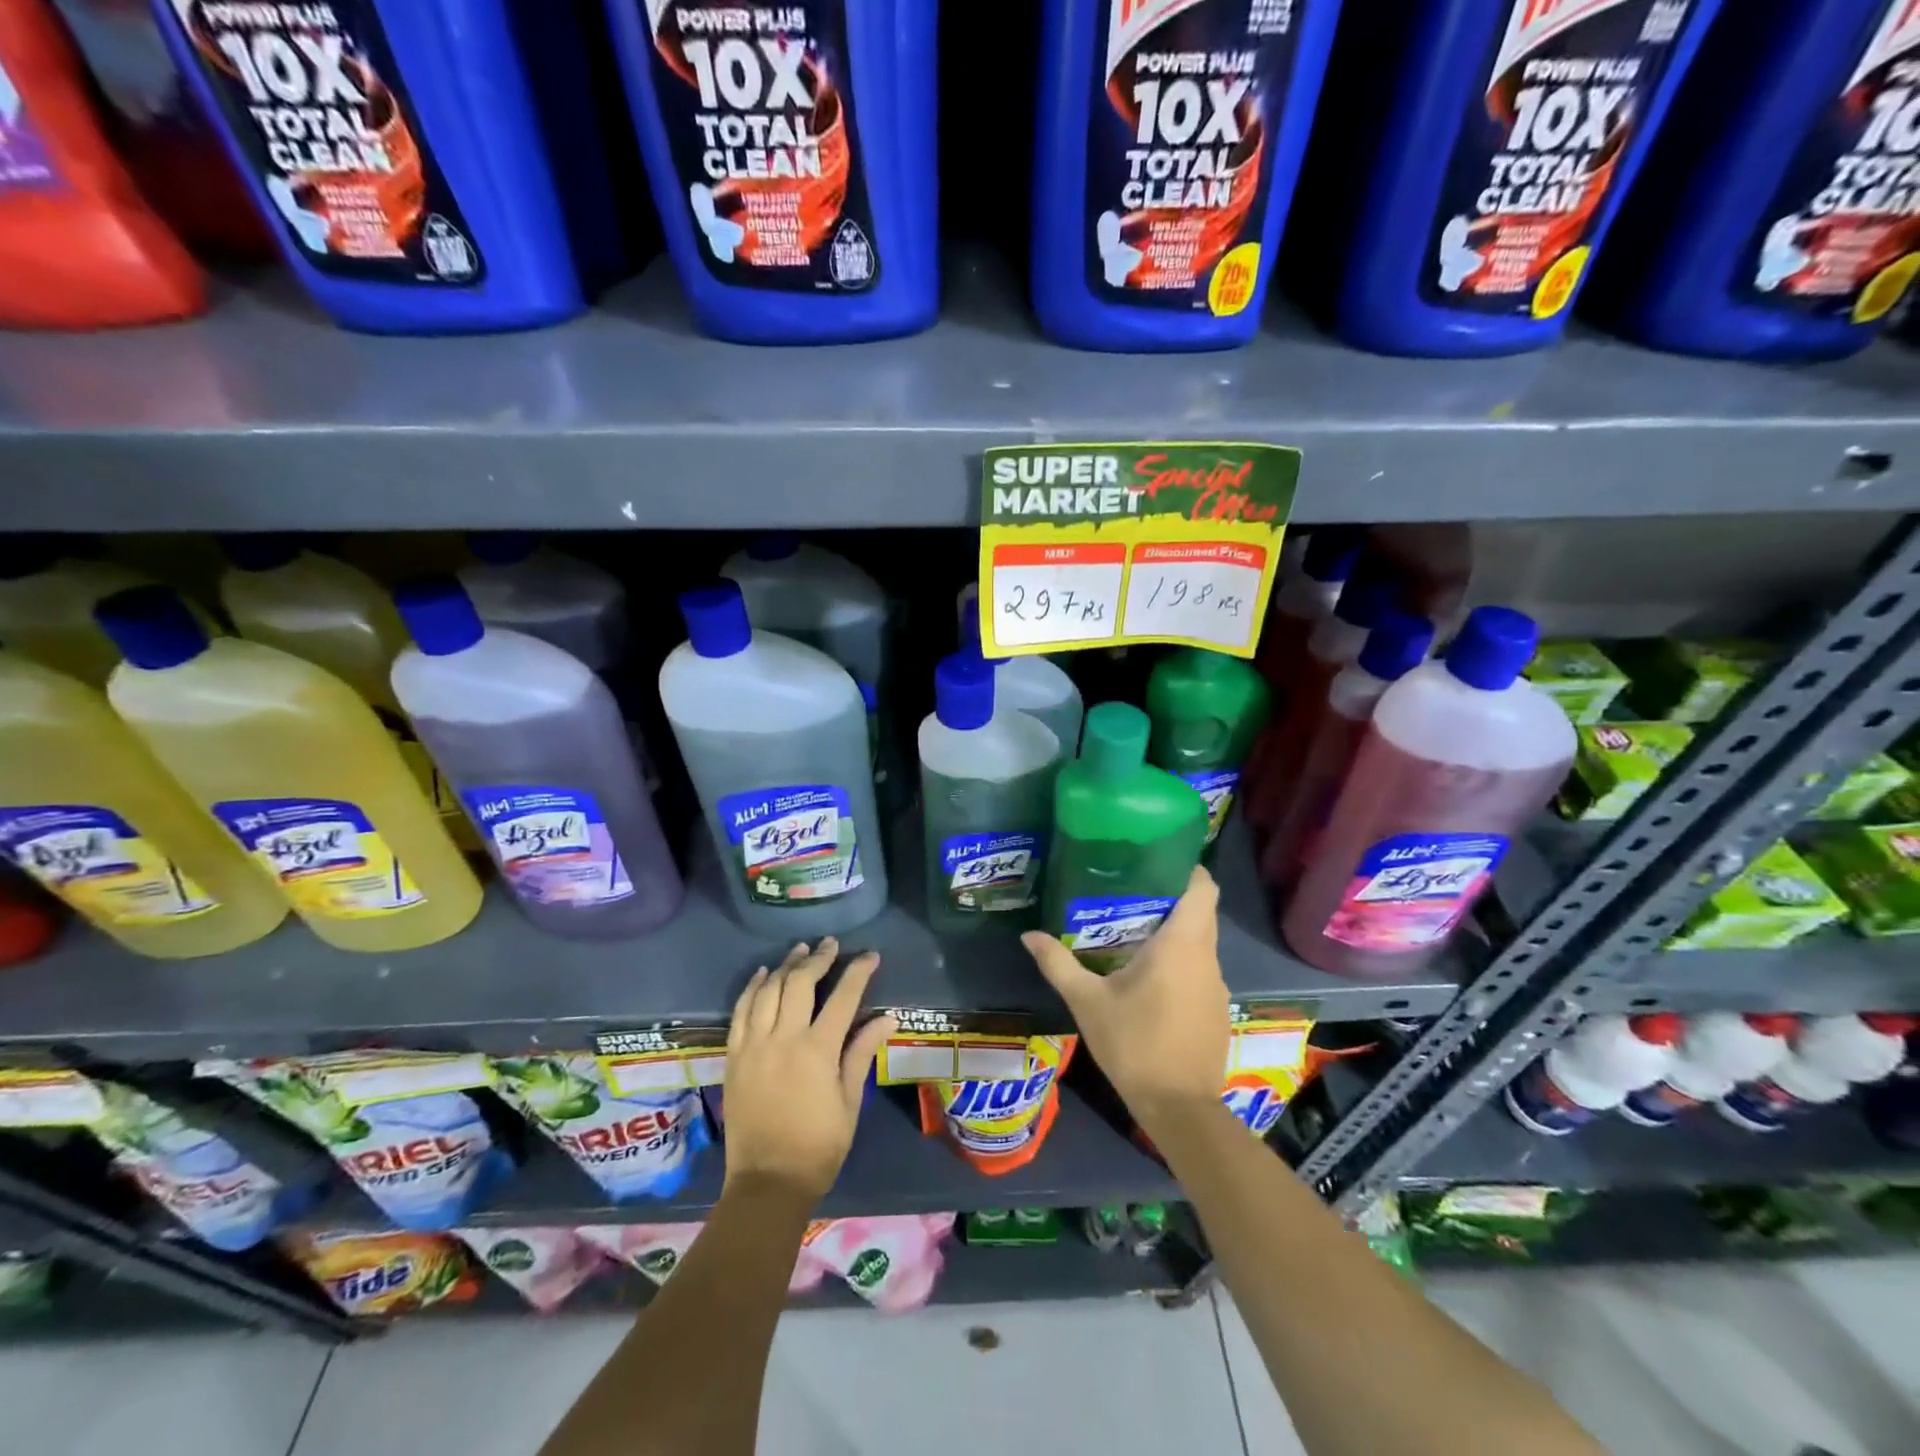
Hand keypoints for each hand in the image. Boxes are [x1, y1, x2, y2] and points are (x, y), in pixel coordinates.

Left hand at [722, 937, 895, 1204]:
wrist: (767, 1182)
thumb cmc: (818, 1146)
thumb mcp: (849, 1101)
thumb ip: (862, 1052)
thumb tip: (887, 1018)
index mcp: (817, 1051)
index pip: (843, 997)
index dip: (858, 972)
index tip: (870, 956)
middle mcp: (783, 1039)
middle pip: (800, 983)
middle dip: (818, 958)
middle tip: (830, 945)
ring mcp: (754, 1045)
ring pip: (768, 990)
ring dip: (785, 966)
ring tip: (800, 950)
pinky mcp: (735, 1056)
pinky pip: (741, 1011)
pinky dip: (752, 988)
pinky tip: (763, 974)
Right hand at [1021, 866, 1229, 1133]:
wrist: (1179, 1108)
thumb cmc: (1134, 1044)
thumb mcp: (1087, 1001)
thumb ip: (1058, 963)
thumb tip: (1029, 935)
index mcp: (1181, 944)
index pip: (1203, 888)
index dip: (1186, 869)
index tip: (1157, 861)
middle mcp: (1207, 957)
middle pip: (1201, 911)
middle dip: (1171, 897)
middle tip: (1130, 892)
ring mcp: (1217, 985)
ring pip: (1201, 942)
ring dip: (1174, 932)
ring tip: (1133, 931)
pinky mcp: (1217, 1009)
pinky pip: (1201, 969)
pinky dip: (1181, 962)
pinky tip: (1150, 978)